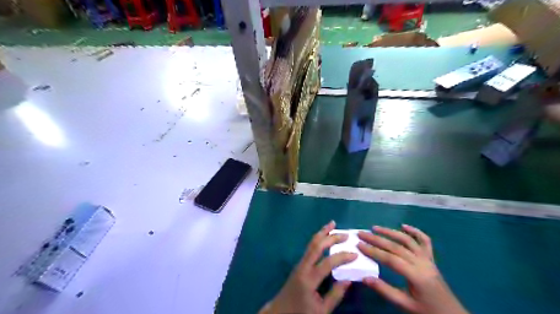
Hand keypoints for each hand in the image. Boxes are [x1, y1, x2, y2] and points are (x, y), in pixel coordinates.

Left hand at [260, 221, 355, 312]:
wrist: (280, 312)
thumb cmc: (301, 313)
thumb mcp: (321, 310)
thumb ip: (335, 295)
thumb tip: (348, 279)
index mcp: (309, 279)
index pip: (328, 262)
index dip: (342, 257)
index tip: (355, 255)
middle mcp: (303, 267)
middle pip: (317, 246)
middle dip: (331, 238)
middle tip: (345, 234)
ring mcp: (299, 263)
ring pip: (311, 244)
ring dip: (322, 233)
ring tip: (332, 224)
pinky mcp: (299, 264)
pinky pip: (309, 248)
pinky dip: (318, 239)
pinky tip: (323, 237)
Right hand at [359, 224, 468, 312]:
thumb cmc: (427, 310)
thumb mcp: (405, 305)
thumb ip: (385, 290)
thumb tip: (364, 278)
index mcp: (416, 275)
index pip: (390, 259)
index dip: (373, 251)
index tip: (359, 245)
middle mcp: (421, 262)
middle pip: (396, 246)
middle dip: (377, 239)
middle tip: (361, 233)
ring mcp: (428, 258)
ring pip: (407, 240)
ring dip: (390, 232)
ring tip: (375, 228)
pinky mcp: (431, 258)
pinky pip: (424, 241)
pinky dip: (415, 231)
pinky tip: (404, 226)